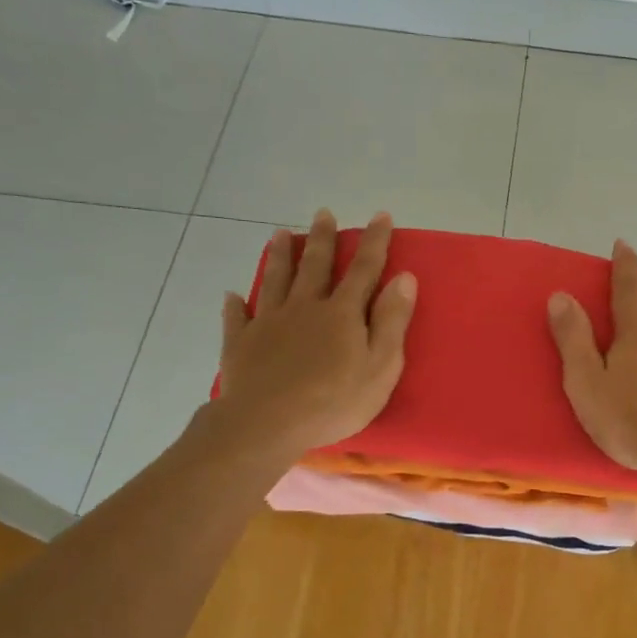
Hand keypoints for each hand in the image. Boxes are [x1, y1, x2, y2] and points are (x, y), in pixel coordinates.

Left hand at [207, 209, 416, 463]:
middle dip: (322, 239)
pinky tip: (232, 295)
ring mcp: (269, 323)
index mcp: (342, 313)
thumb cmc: (334, 401)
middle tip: (323, 213)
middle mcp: (305, 307)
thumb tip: (404, 277)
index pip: (363, 270)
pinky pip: (238, 318)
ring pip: (275, 281)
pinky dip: (236, 305)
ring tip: (280, 233)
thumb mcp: (380, 366)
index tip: (380, 216)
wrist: (267, 424)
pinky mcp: (241, 344)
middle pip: (315, 266)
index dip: (374, 242)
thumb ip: (392, 321)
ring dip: (280, 256)